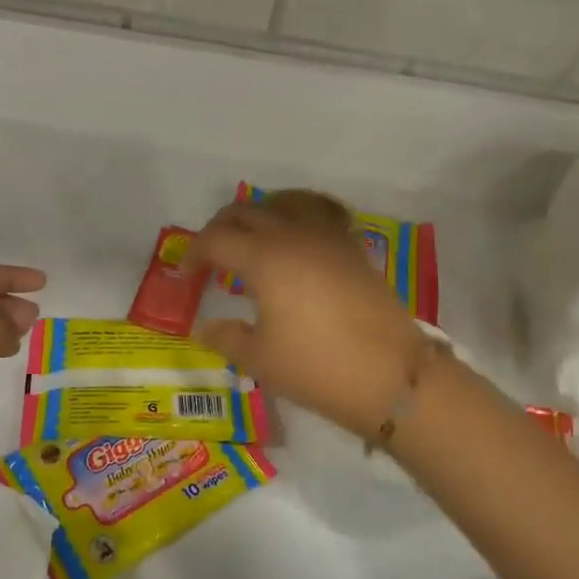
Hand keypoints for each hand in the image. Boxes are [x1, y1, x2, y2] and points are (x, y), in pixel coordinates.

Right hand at [186, 204, 425, 438]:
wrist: (392, 375)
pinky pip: (320, 213)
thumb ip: (226, 337)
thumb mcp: (260, 359)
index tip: (186, 276)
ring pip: (285, 202)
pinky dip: (300, 215)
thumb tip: (204, 326)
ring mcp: (328, 237)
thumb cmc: (317, 367)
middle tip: (211, 254)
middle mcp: (293, 235)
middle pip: (246, 211)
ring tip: (252, 236)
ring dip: (260, 213)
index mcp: (264, 258)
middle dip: (220, 228)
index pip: (216, 240)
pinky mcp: (353, 247)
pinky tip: (298, 237)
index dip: (194, 254)